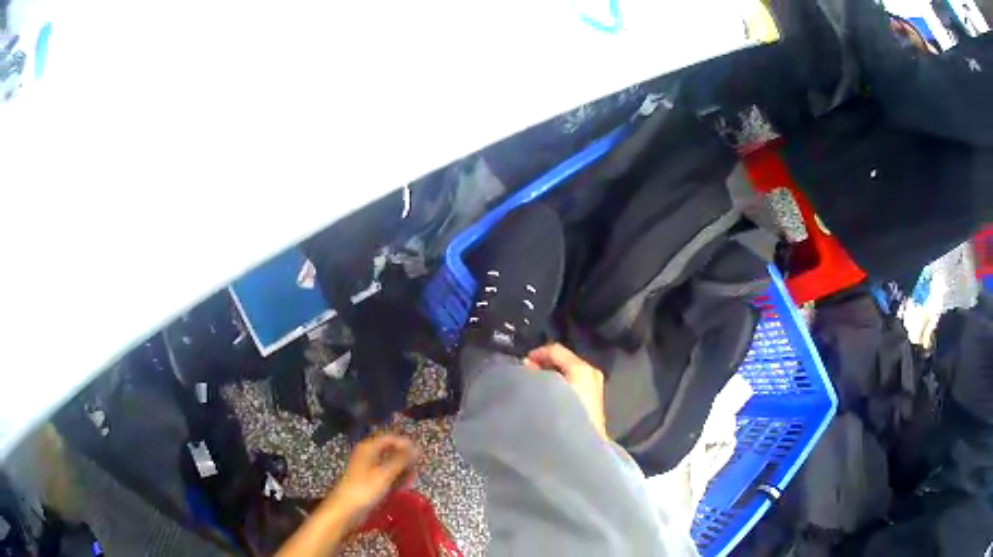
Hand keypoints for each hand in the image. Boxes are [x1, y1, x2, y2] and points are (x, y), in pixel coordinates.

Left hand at [327, 434, 417, 525]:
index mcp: (368, 448)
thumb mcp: (385, 473)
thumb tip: (416, 448)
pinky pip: (386, 475)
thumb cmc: (365, 489)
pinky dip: (395, 479)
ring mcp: (368, 468)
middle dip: (404, 460)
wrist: (346, 509)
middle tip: (416, 471)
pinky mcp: (369, 480)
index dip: (405, 444)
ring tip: (410, 482)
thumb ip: (401, 460)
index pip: (390, 438)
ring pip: (389, 464)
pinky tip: (402, 487)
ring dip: (401, 472)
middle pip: (390, 451)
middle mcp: (368, 455)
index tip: (419, 455)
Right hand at [525, 343, 607, 439]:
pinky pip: (574, 381)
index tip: (521, 366)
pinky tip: (548, 396)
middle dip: (544, 364)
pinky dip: (560, 383)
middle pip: (563, 359)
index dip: (536, 354)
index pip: (555, 350)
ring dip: (551, 375)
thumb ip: (535, 375)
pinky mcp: (594, 397)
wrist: (583, 448)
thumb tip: (528, 365)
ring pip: (568, 371)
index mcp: (581, 368)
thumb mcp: (545, 392)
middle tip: (526, 375)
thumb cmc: (564, 417)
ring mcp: (595, 384)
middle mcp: (591, 372)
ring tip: (535, 386)